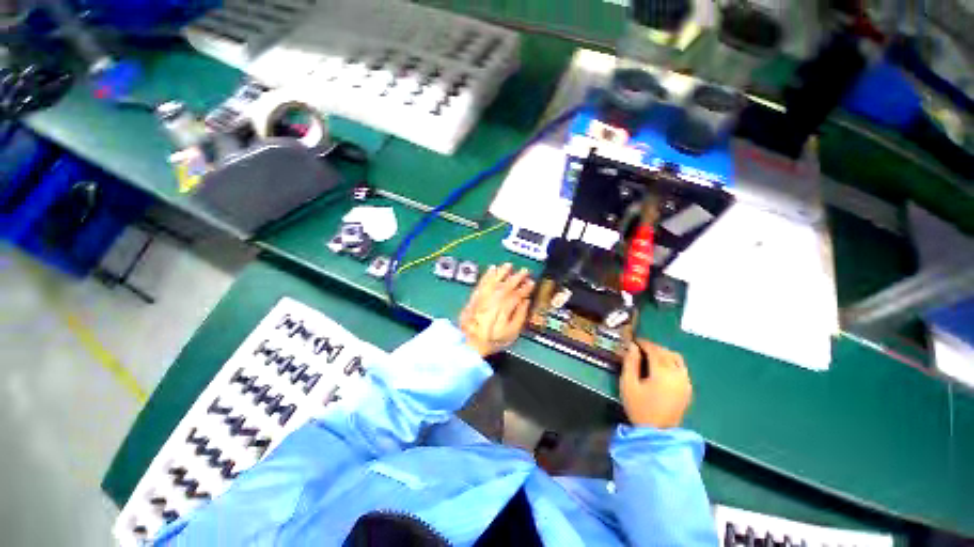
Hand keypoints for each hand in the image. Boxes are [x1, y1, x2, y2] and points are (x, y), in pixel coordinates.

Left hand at [459, 263, 534, 356]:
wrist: (468, 342)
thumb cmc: (490, 340)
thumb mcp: (511, 333)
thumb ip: (520, 316)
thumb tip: (525, 303)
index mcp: (505, 307)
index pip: (518, 294)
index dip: (526, 288)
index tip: (531, 283)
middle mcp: (494, 299)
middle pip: (507, 284)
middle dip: (517, 277)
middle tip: (524, 271)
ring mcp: (483, 297)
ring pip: (494, 280)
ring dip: (502, 272)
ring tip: (508, 265)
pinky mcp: (475, 297)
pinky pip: (482, 281)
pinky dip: (487, 274)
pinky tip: (491, 269)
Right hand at [620, 340, 691, 428]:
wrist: (657, 432)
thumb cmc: (639, 407)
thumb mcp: (628, 384)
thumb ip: (630, 362)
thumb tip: (632, 346)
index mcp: (662, 373)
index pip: (654, 350)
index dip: (644, 343)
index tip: (634, 340)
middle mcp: (677, 375)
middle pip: (666, 352)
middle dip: (653, 347)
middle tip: (640, 347)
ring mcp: (685, 382)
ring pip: (676, 359)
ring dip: (664, 353)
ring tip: (651, 355)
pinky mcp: (688, 389)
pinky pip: (681, 368)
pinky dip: (672, 362)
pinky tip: (662, 367)